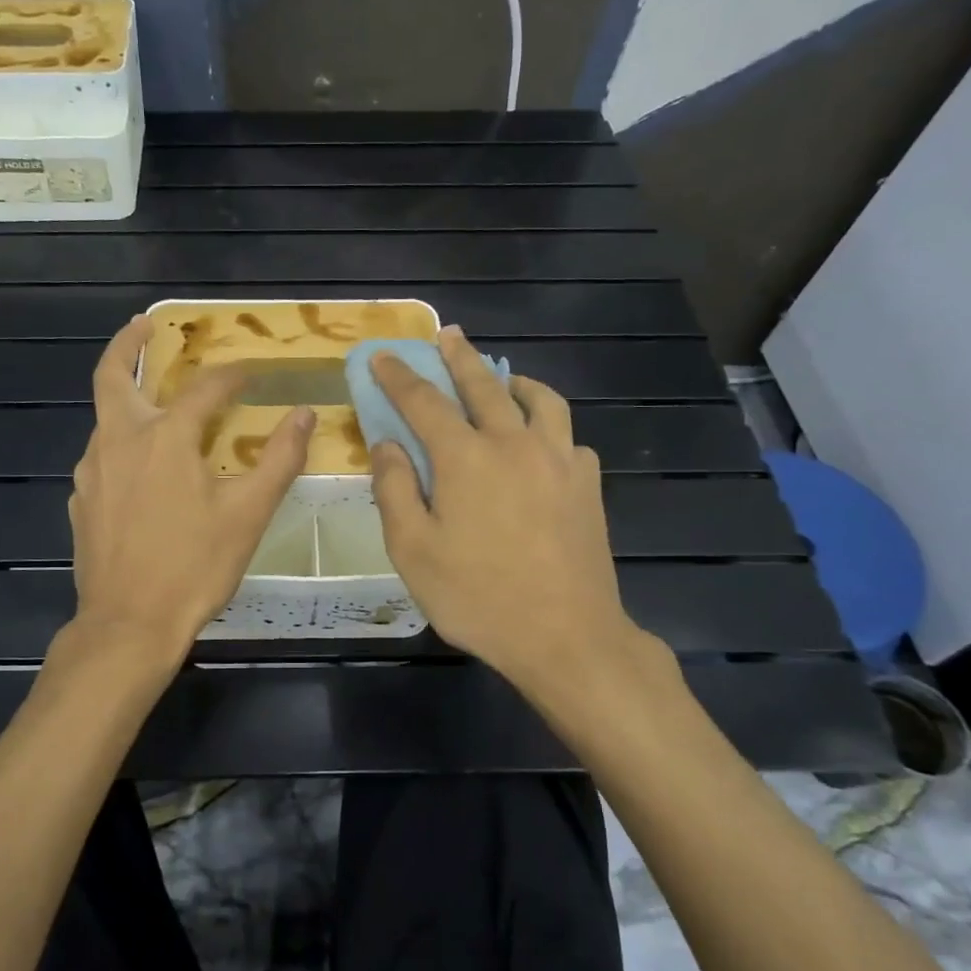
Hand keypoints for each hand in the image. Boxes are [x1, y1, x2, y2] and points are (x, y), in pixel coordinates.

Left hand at [69, 315, 313, 656]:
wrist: (128, 625)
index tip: (250, 373)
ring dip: (127, 399)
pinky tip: (140, 468)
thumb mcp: (248, 515)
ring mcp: (92, 472)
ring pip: (105, 419)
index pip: (203, 389)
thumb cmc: (194, 567)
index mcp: (165, 437)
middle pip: (111, 376)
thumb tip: (304, 415)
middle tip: (145, 325)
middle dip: (127, 344)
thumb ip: (278, 459)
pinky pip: (101, 458)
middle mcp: (119, 441)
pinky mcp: (80, 501)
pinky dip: (120, 444)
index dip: (231, 376)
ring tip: (154, 401)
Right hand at [369, 326, 668, 707]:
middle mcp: (513, 444)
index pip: (424, 401)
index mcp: (465, 458)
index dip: (399, 376)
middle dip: (460, 357)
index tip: (383, 355)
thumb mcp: (412, 550)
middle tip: (448, 334)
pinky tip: (541, 444)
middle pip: (484, 385)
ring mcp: (558, 461)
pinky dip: (548, 427)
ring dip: (514, 381)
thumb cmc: (477, 596)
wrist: (565, 636)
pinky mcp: (587, 485)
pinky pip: (567, 438)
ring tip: (504, 379)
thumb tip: (387, 445)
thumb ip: (395, 490)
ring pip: (540, 400)